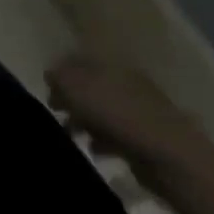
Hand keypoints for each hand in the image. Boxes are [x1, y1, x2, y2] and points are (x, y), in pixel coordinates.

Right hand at [47, 53, 213, 180]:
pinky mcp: (144, 135)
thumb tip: (50, 73)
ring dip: (84, 119)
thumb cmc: (118, 114)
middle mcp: (122, 79)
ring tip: (70, 134)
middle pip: (90, 84)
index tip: (45, 88)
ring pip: (101, 108)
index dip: (60, 70)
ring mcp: (136, 107)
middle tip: (54, 111)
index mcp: (108, 63)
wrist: (168, 154)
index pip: (78, 59)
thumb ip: (60, 78)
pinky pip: (115, 132)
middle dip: (71, 97)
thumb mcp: (78, 90)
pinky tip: (94, 149)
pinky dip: (102, 139)